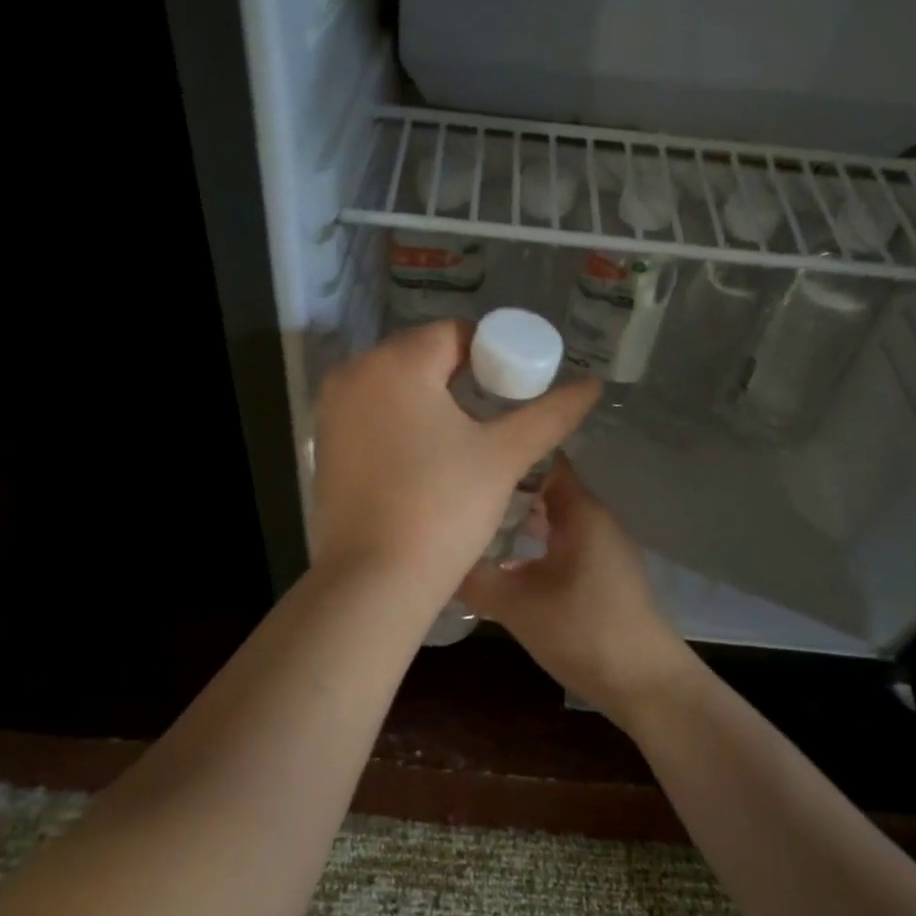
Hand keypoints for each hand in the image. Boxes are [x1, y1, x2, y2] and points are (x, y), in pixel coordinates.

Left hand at [311, 321, 599, 597]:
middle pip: (422, 355)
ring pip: (395, 385)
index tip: (514, 391)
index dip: (492, 356)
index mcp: (396, 362)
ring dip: (431, 399)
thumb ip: (550, 414)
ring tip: (464, 439)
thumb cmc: (443, 509)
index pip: (455, 334)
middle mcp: (353, 373)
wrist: (375, 581)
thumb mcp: (504, 457)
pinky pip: (371, 413)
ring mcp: (330, 409)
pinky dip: (400, 421)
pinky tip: (424, 457)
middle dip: (461, 376)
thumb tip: (593, 384)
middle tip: (494, 417)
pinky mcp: (323, 443)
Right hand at [459, 460, 698, 725]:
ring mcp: (598, 546)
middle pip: (543, 487)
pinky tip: (499, 561)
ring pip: (550, 518)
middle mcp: (592, 518)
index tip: (466, 455)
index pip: (541, 458)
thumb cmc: (583, 632)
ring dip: (515, 519)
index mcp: (580, 511)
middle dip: (502, 488)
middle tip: (457, 492)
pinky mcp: (598, 571)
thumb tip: (433, 556)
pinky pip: (558, 542)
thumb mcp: (516, 605)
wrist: (644, 682)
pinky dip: (530, 544)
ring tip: (469, 521)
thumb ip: (473, 577)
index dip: (505, 452)